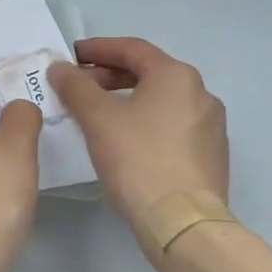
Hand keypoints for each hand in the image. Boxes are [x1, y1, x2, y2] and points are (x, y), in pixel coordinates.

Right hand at [48, 38, 228, 227]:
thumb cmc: (138, 159)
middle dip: (109, 77)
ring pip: (161, 100)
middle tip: (79, 88)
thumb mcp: (97, 118)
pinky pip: (172, 125)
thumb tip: (61, 68)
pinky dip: (145, 122)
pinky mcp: (211, 155)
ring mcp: (210, 126)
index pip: (132, 49)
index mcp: (176, 76)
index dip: (97, 49)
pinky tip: (125, 141)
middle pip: (148, 73)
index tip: (71, 56)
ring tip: (97, 115)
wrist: (183, 222)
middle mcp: (200, 93)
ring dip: (127, 100)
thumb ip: (75, 86)